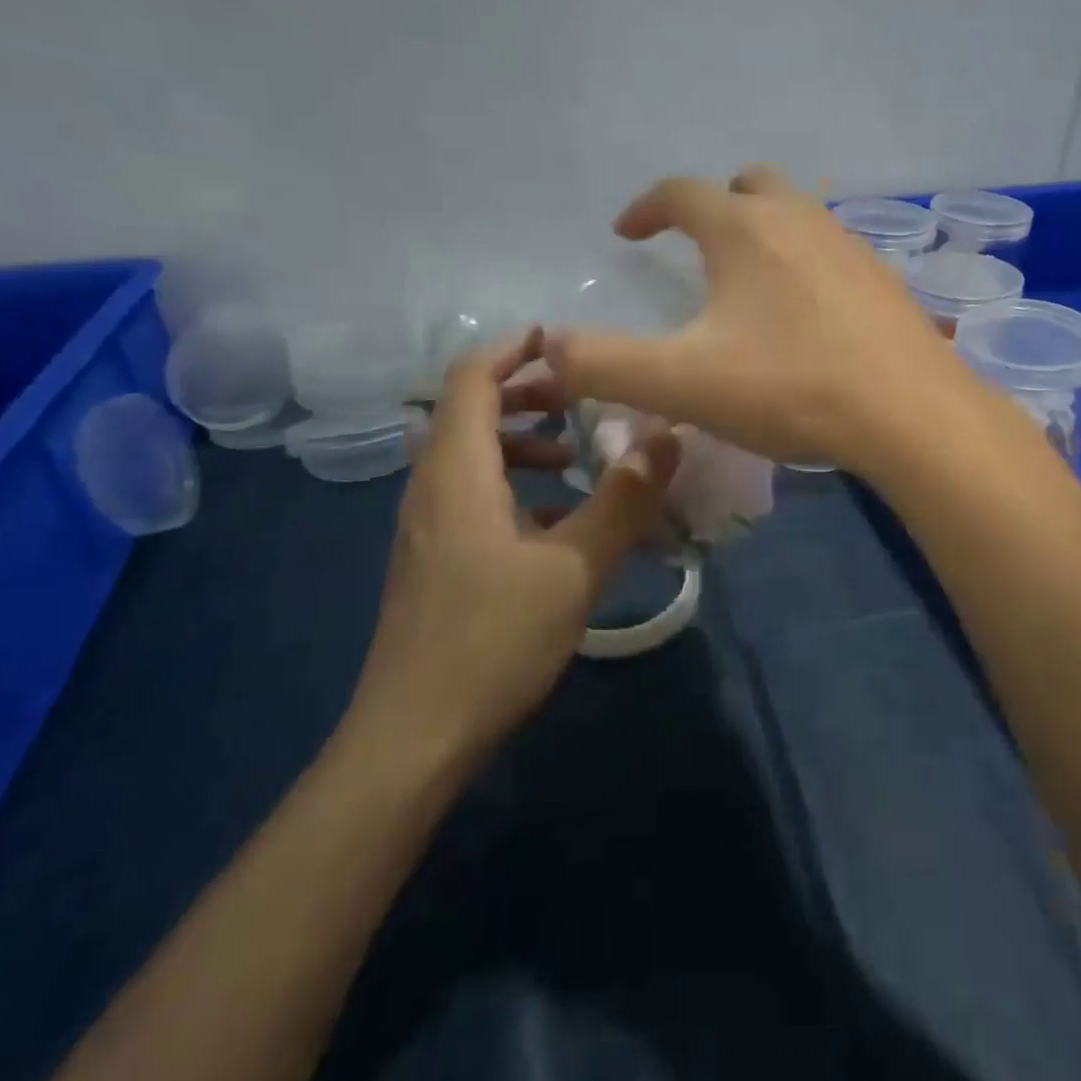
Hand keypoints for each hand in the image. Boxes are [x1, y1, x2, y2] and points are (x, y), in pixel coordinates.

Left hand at [341, 329, 680, 777]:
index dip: (515, 349)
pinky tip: (554, 520)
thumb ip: (623, 498)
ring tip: (576, 457)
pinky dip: (512, 483)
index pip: (473, 379)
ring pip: (470, 455)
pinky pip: (471, 494)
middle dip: (527, 393)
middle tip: (582, 400)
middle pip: (469, 410)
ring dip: (522, 441)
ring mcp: (427, 526)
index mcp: (457, 473)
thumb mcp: (575, 567)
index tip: (567, 342)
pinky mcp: (434, 558)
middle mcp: (431, 487)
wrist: (413, 738)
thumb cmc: (492, 640)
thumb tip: (667, 436)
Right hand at [545, 165, 983, 473]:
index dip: (645, 208)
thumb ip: (603, 364)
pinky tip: (807, 314)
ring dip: (764, 232)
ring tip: (748, 281)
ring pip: (798, 215)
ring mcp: (850, 246)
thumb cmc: (790, 388)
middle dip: (714, 205)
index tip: (626, 233)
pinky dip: (806, 264)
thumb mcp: (681, 383)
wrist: (910, 414)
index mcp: (744, 230)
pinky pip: (833, 252)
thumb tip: (548, 346)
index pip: (680, 192)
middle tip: (695, 244)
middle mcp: (799, 220)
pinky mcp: (884, 280)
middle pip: (749, 185)